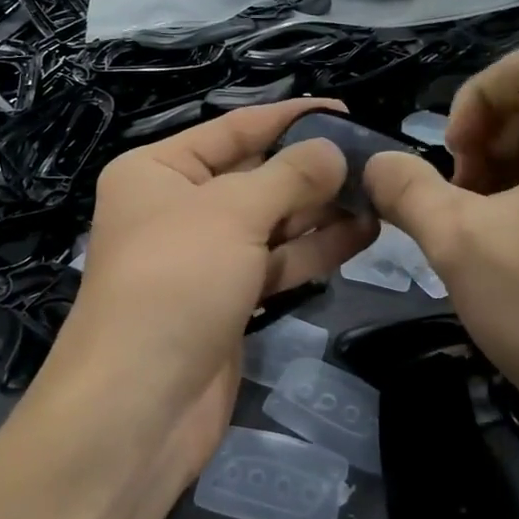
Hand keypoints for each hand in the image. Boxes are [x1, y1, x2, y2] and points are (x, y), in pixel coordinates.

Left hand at [39, 100, 375, 477]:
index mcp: (158, 170)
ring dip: (320, 209)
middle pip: (254, 174)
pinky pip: (275, 262)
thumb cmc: (176, 282)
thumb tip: (334, 150)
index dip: (288, 118)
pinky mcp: (227, 299)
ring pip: (270, 221)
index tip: (342, 110)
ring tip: (378, 194)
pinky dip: (313, 249)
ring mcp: (203, 256)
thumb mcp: (232, 213)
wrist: (139, 408)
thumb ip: (289, 176)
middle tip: (373, 158)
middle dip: (310, 168)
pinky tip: (362, 234)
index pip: (233, 129)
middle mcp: (177, 207)